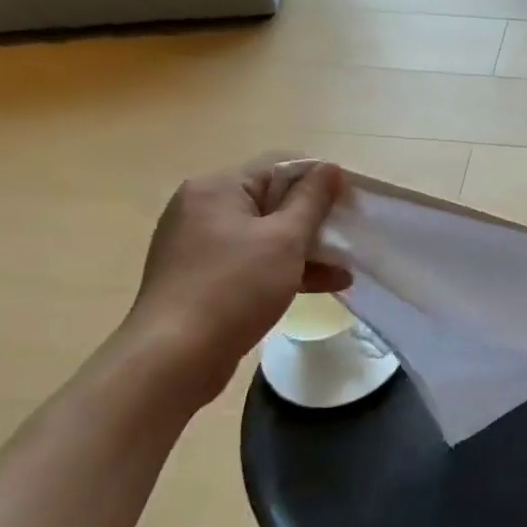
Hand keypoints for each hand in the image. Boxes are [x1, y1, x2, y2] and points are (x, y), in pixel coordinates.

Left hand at [126, 155, 351, 387]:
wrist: (173, 359)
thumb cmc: (234, 288)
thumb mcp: (284, 239)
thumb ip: (311, 200)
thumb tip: (329, 168)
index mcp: (217, 188)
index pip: (279, 167)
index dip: (320, 180)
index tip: (352, 202)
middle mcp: (202, 209)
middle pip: (272, 201)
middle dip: (315, 220)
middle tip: (350, 236)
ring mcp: (199, 246)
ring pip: (265, 235)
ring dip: (305, 249)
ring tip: (344, 269)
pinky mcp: (202, 278)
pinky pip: (252, 261)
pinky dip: (284, 269)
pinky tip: (322, 285)